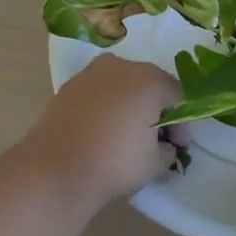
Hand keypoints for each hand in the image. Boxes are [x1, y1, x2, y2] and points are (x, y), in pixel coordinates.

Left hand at [22, 55, 186, 210]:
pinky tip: (101, 132)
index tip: (177, 147)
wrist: (54, 168)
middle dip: (155, 111)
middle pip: (148, 85)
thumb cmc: (114, 162)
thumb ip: (169, 150)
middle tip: (154, 141)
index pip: (177, 96)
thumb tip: (164, 146)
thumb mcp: (156, 163)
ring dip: (129, 106)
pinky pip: (98, 93)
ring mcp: (90, 73)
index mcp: (149, 80)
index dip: (181, 124)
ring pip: (121, 86)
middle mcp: (121, 67)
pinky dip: (105, 107)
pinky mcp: (67, 86)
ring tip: (125, 136)